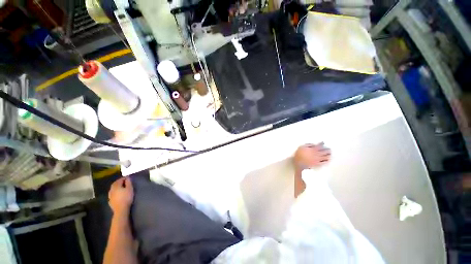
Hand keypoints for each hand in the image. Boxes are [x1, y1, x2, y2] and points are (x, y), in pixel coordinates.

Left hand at [108, 177, 133, 215]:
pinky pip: (112, 194)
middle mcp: (111, 190)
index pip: (119, 180)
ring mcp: (110, 196)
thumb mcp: (130, 189)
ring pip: (112, 189)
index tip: (129, 178)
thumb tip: (127, 178)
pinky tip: (117, 194)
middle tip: (124, 181)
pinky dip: (115, 192)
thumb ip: (128, 183)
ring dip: (116, 187)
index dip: (124, 178)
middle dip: (119, 182)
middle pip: (114, 184)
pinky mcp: (110, 201)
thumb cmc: (126, 198)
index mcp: (116, 186)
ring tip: (121, 188)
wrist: (121, 209)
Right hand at [294, 143, 330, 170]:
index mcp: (313, 149)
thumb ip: (308, 145)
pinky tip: (328, 160)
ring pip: (325, 157)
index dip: (322, 144)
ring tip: (330, 154)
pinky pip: (324, 162)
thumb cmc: (299, 155)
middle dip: (327, 150)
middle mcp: (317, 154)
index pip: (319, 146)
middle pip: (324, 151)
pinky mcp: (318, 164)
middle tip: (329, 149)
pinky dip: (326, 161)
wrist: (299, 163)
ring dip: (328, 155)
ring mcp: (318, 159)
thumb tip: (313, 144)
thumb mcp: (301, 147)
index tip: (323, 142)